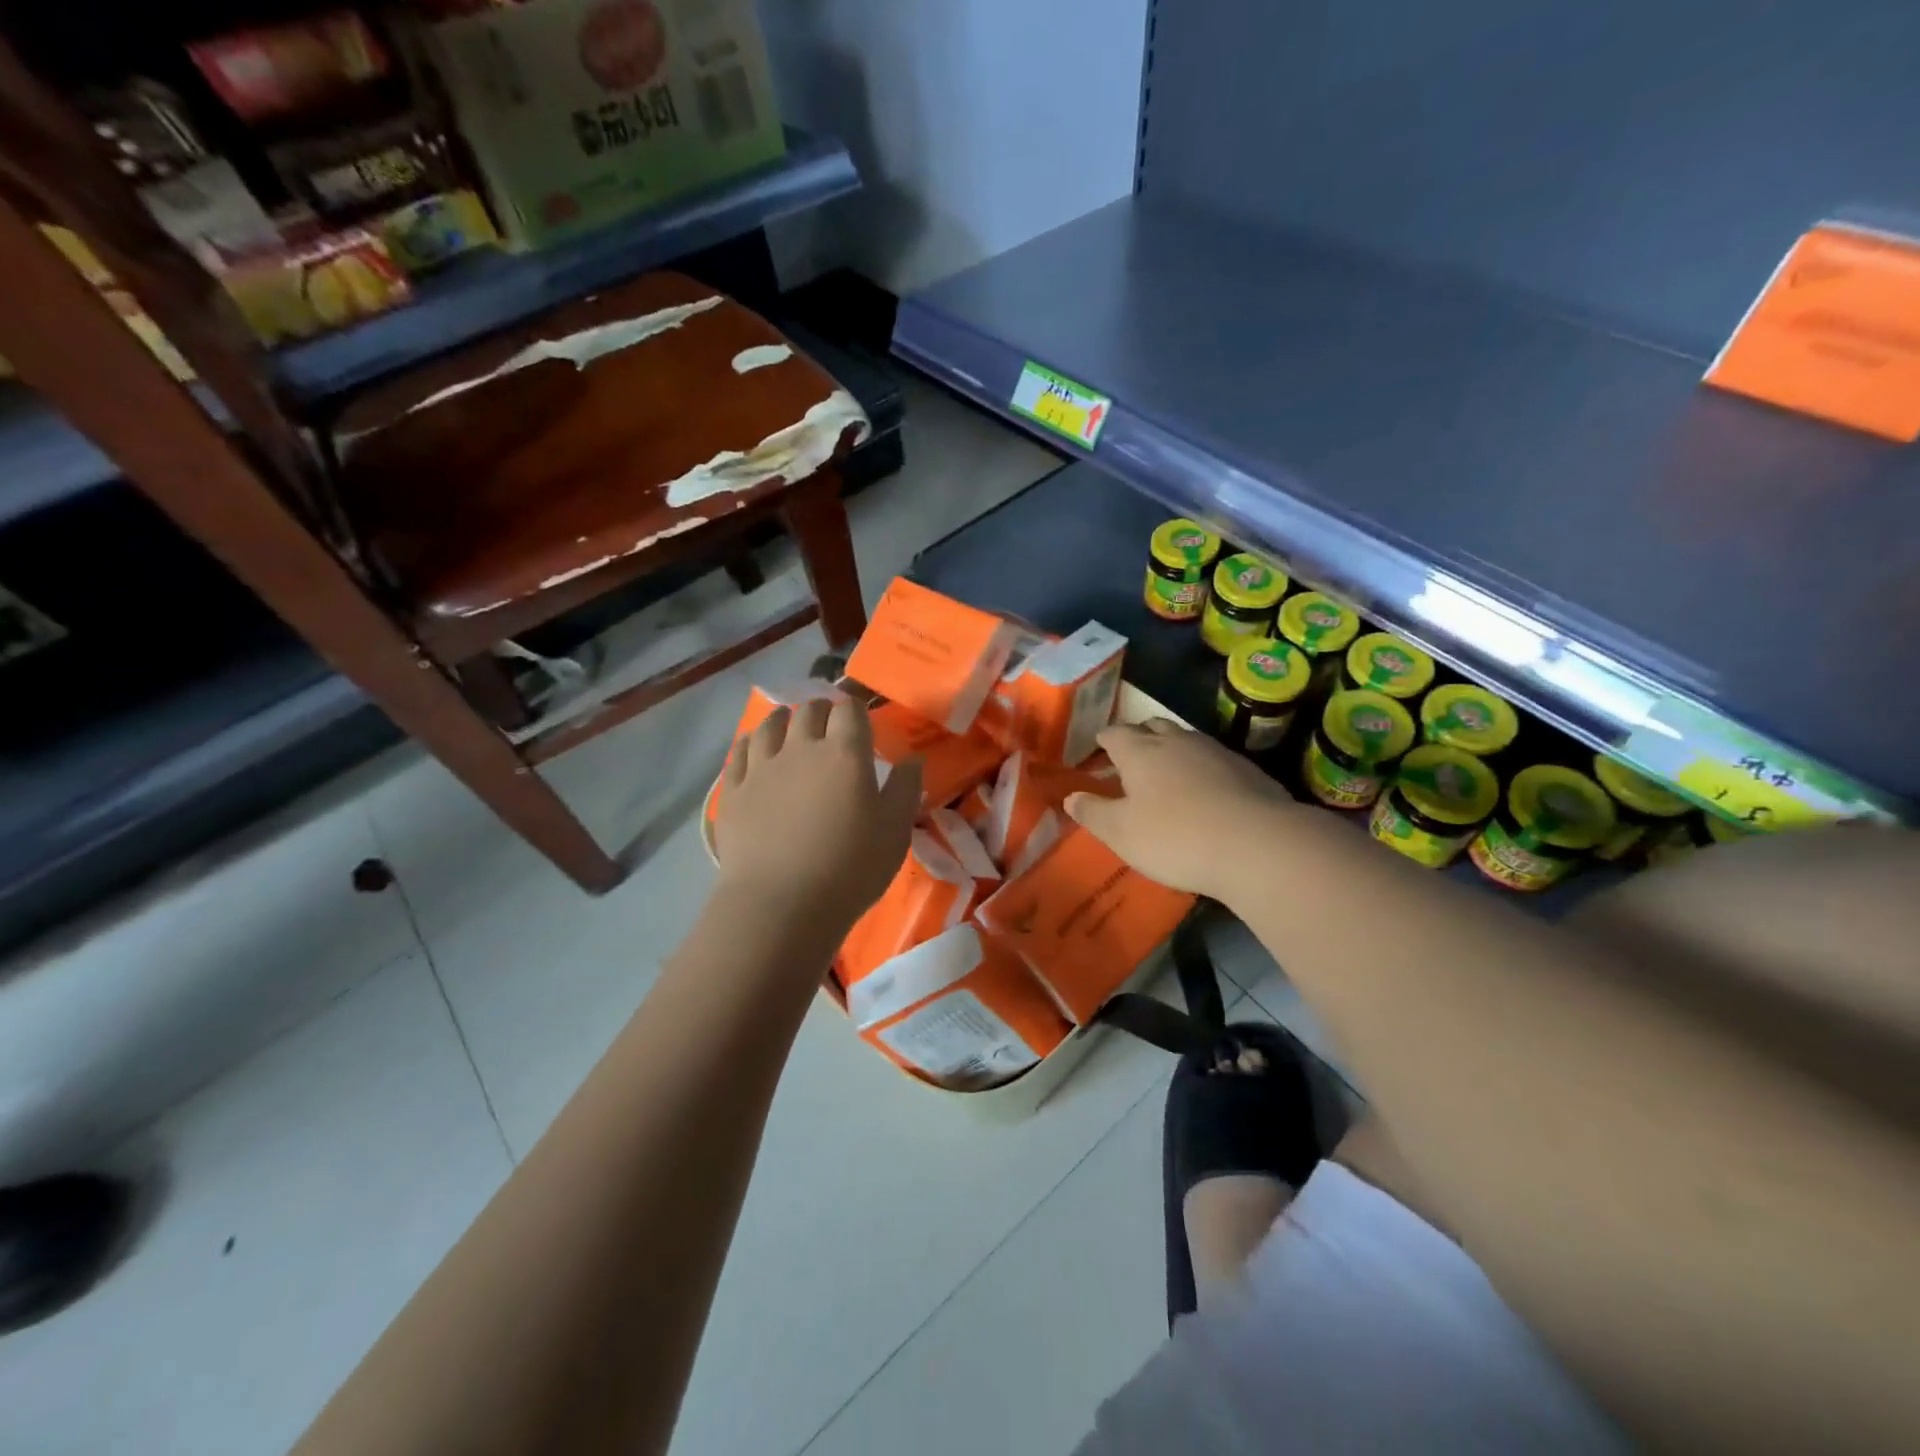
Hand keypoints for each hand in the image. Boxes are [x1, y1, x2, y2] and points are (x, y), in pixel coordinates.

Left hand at [715, 697, 921, 931]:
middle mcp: (801, 748)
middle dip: (822, 711)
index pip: (849, 711)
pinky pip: (740, 751)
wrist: (780, 905)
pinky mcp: (734, 791)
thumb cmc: (849, 869)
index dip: (856, 711)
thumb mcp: (894, 832)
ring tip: (790, 725)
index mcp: (845, 753)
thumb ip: (905, 789)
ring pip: (770, 724)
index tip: (861, 725)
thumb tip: (912, 760)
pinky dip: (751, 742)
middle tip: (829, 726)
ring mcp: (762, 767)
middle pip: (810, 711)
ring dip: (784, 719)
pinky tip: (754, 748)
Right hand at [1064, 718, 1290, 896]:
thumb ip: (1093, 812)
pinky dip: (1202, 769)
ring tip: (1168, 773)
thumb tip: (1070, 796)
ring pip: (1186, 740)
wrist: (1257, 845)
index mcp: (1140, 752)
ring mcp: (1216, 752)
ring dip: (1173, 750)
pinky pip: (1214, 760)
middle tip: (1131, 756)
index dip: (1105, 739)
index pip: (1115, 734)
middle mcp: (1177, 741)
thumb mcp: (1121, 833)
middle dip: (1139, 737)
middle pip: (1152, 726)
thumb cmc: (1175, 837)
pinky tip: (1206, 792)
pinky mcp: (1247, 769)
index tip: (1100, 746)